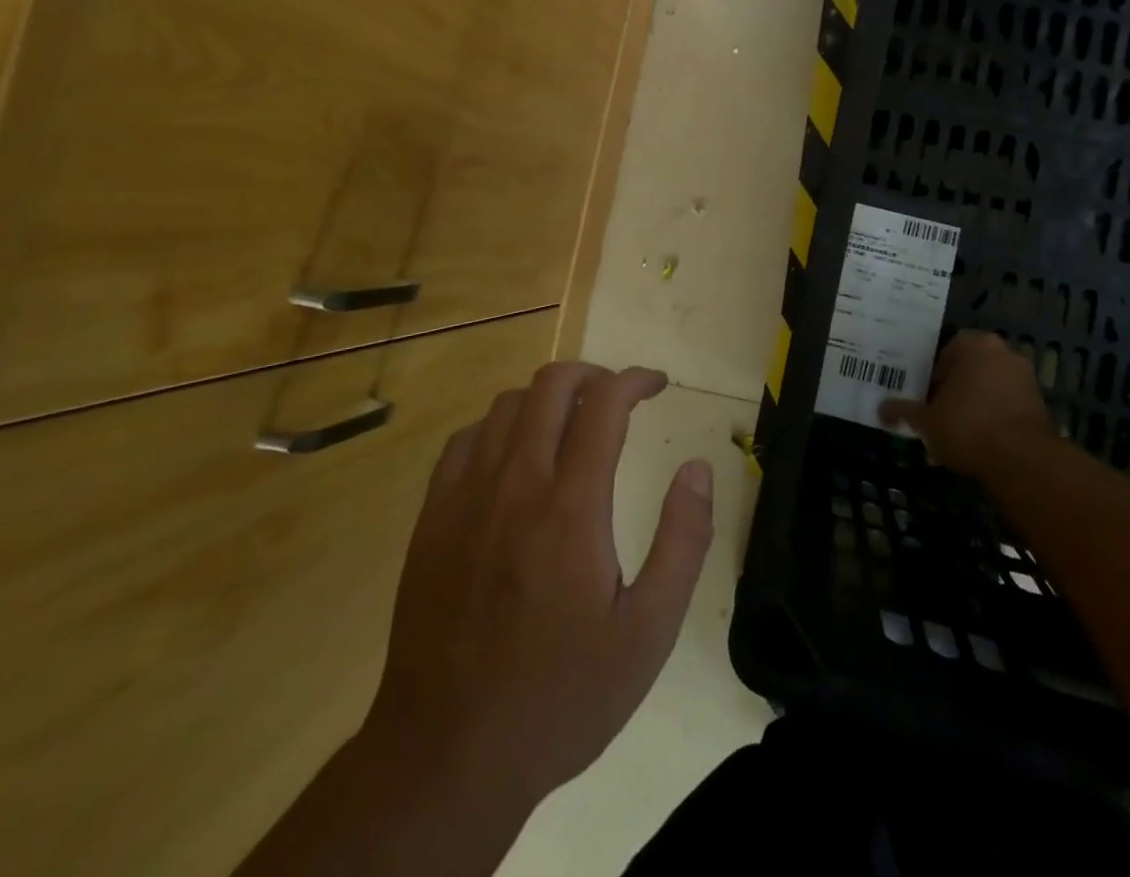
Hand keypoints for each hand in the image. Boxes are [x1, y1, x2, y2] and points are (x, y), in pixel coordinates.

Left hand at [370, 363, 714, 813]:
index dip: (635, 379)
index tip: (657, 384)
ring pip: (506, 404)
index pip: (604, 404)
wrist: (448, 755)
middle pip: (551, 385)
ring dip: (547, 398)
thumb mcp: (648, 633)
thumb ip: (683, 541)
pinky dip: (500, 426)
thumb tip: (697, 468)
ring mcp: (465, 498)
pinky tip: (515, 456)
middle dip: (593, 374)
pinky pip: (466, 440)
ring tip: (572, 423)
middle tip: (618, 396)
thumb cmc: (561, 695)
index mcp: (571, 507)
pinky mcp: (431, 519)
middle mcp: (515, 484)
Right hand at [879, 330, 1051, 475]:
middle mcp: (1002, 352)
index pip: (944, 352)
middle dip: (950, 396)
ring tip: (951, 444)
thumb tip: (881, 409)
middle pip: (967, 372)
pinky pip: (1004, 407)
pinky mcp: (1038, 404)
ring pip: (985, 392)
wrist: (1022, 459)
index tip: (923, 399)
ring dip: (969, 412)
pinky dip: (990, 422)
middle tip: (935, 420)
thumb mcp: (925, 420)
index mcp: (973, 344)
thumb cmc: (966, 426)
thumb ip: (903, 411)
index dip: (930, 377)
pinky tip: (974, 449)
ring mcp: (1024, 378)